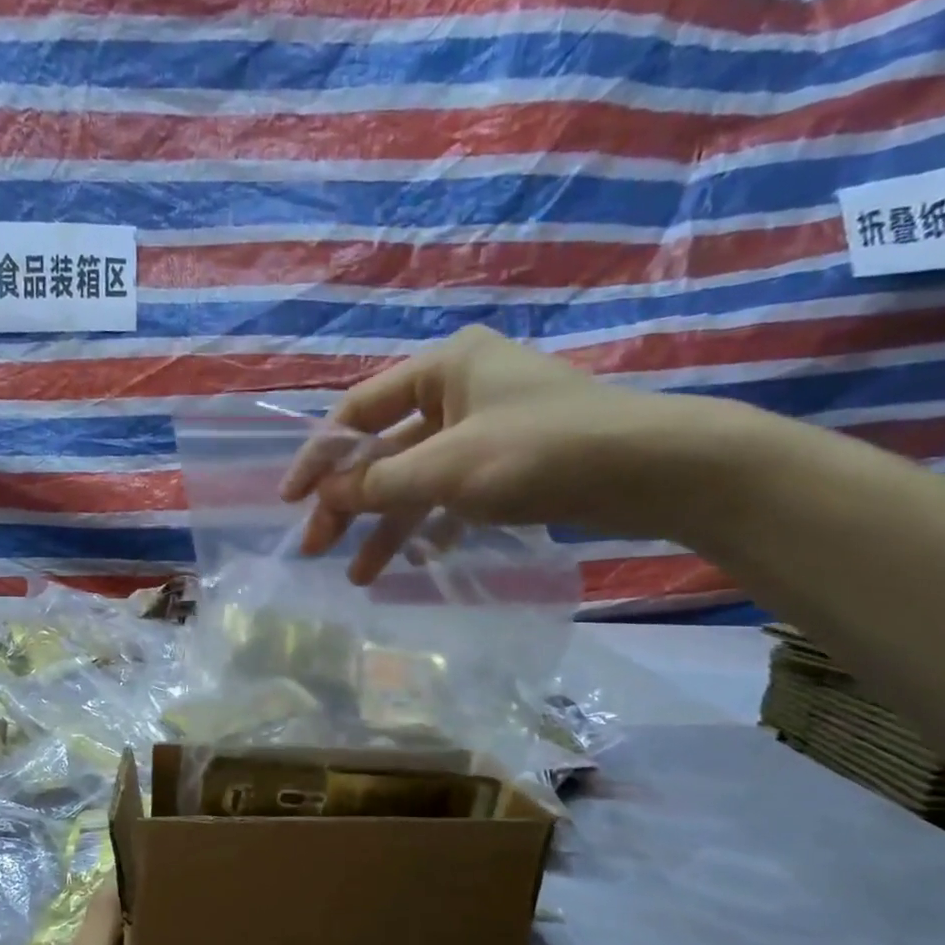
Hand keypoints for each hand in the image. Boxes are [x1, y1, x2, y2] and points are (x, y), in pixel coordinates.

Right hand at [280, 325, 746, 583]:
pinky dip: (432, 524)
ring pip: (418, 478)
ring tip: (362, 576)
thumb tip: (323, 496)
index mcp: (442, 367)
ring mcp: (486, 427)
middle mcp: (459, 390)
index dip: (319, 457)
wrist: (653, 470)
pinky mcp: (509, 463)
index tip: (291, 501)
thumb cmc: (541, 452)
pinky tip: (417, 560)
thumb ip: (379, 483)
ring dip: (388, 525)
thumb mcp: (447, 467)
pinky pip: (453, 493)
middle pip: (385, 449)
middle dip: (351, 501)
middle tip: (318, 547)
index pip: (358, 411)